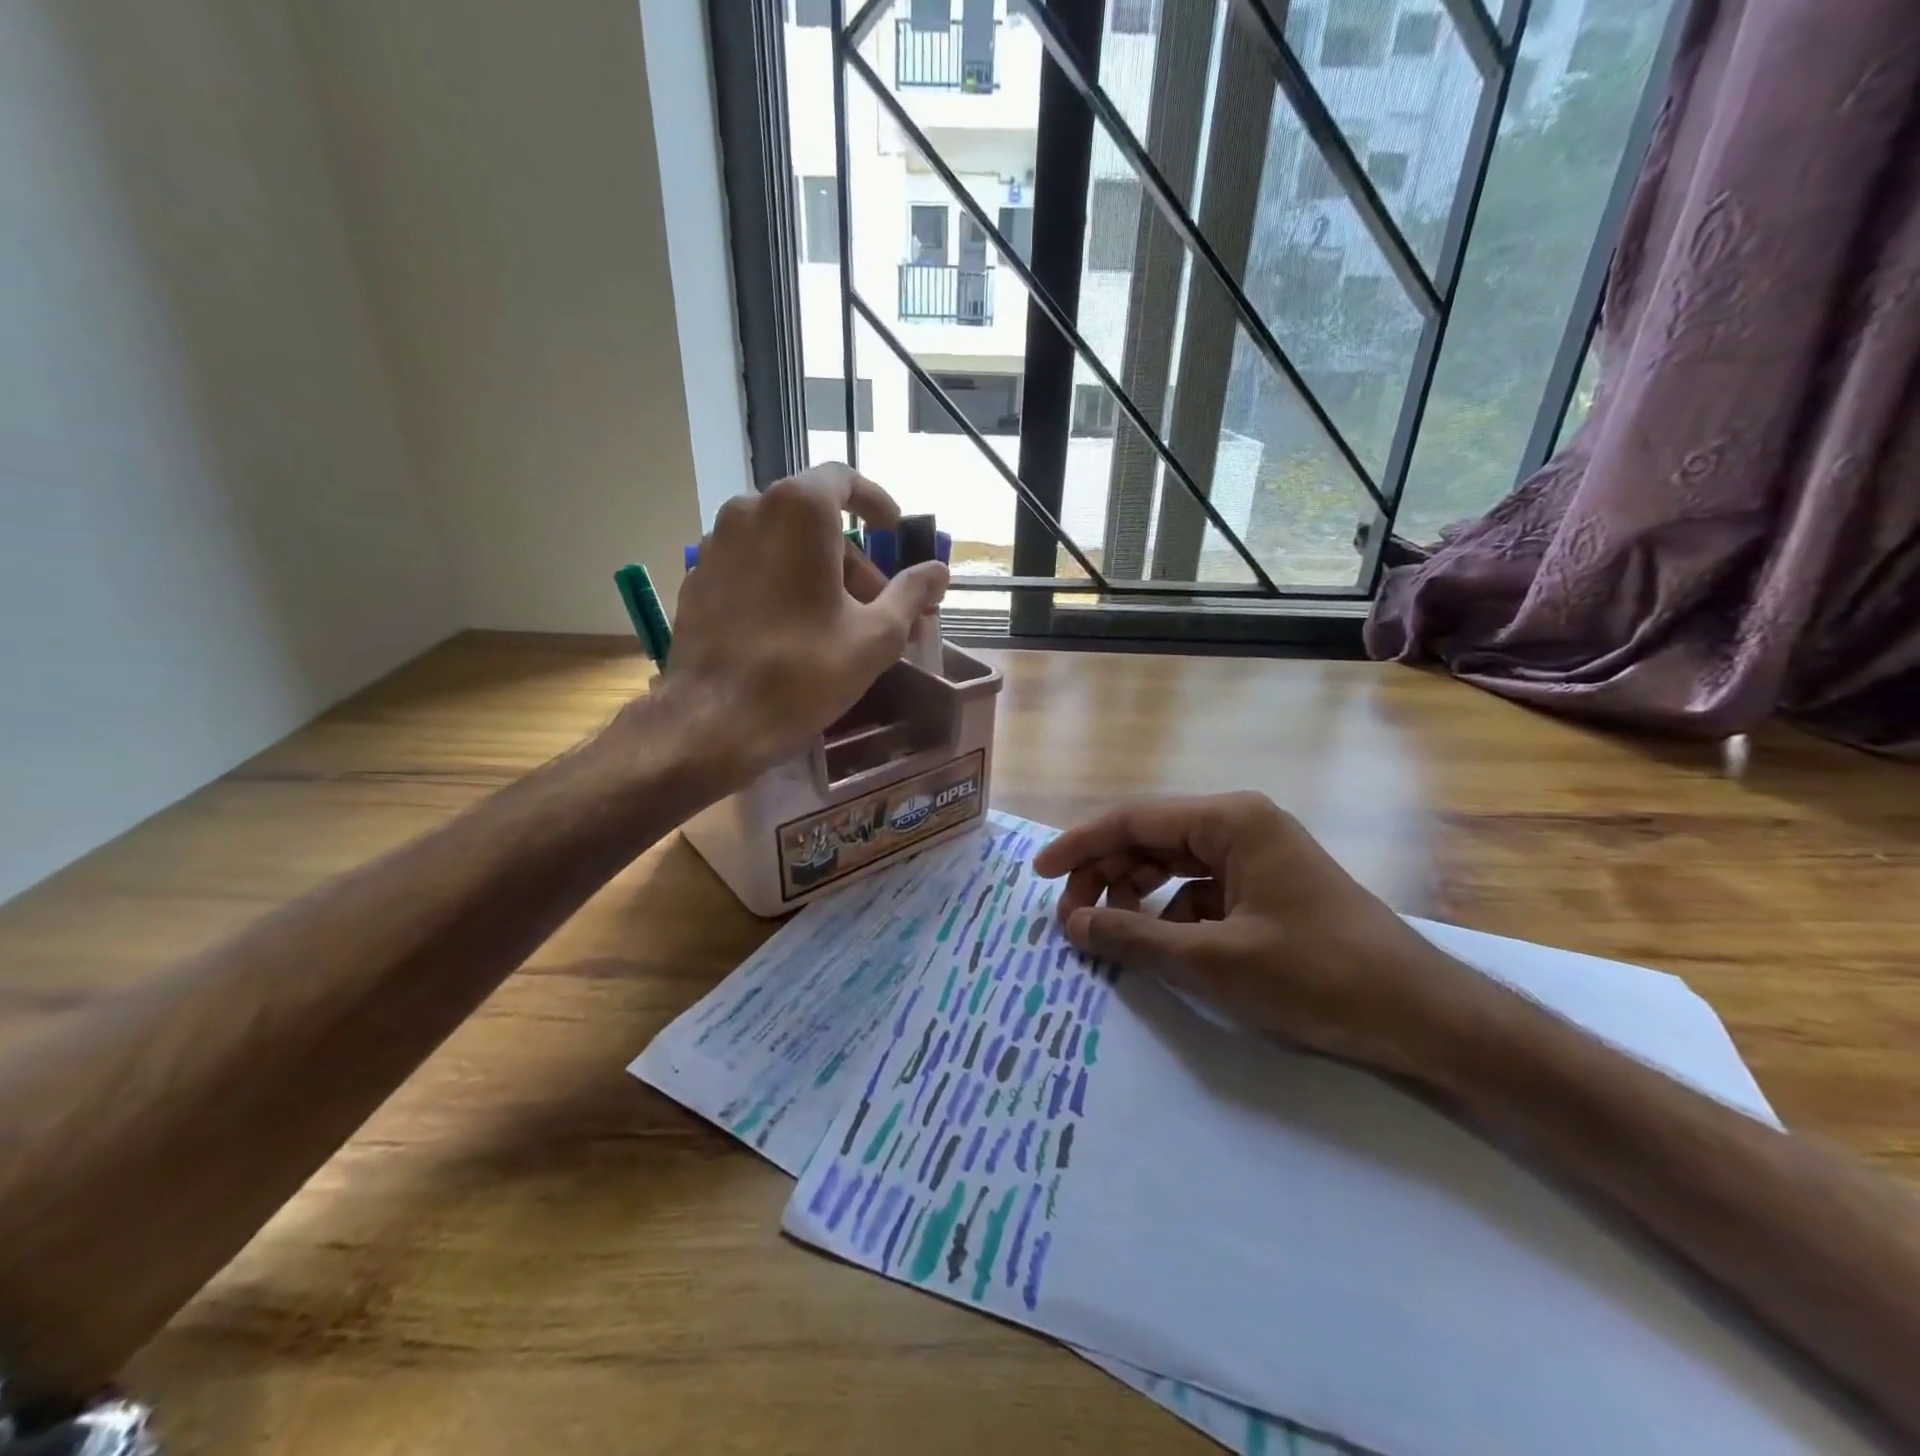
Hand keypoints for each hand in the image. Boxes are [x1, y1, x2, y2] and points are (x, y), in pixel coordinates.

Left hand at [659, 464, 948, 780]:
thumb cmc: (804, 671)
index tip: (892, 532)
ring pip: (782, 543)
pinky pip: (752, 565)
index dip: (875, 503)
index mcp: (798, 511)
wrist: (714, 720)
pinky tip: (794, 631)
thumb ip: (911, 593)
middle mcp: (749, 511)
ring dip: (818, 572)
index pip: (843, 479)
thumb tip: (939, 571)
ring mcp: (716, 544)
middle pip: (814, 520)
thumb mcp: (876, 636)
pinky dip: (781, 583)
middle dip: (852, 558)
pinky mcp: (697, 578)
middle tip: (878, 605)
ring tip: (839, 625)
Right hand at [1032, 793, 1474, 1071]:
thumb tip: (1072, 925)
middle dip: (1105, 877)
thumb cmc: (1316, 977)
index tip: (1038, 876)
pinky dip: (1169, 915)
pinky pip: (1199, 892)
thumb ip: (1133, 938)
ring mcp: (1256, 858)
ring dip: (1133, 897)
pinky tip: (1159, 948)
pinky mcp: (1266, 891)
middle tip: (1072, 922)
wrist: (1423, 1018)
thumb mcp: (1211, 961)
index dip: (1079, 846)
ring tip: (1106, 935)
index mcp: (1229, 820)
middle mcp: (1240, 825)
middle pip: (1149, 840)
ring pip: (1171, 866)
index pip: (1133, 819)